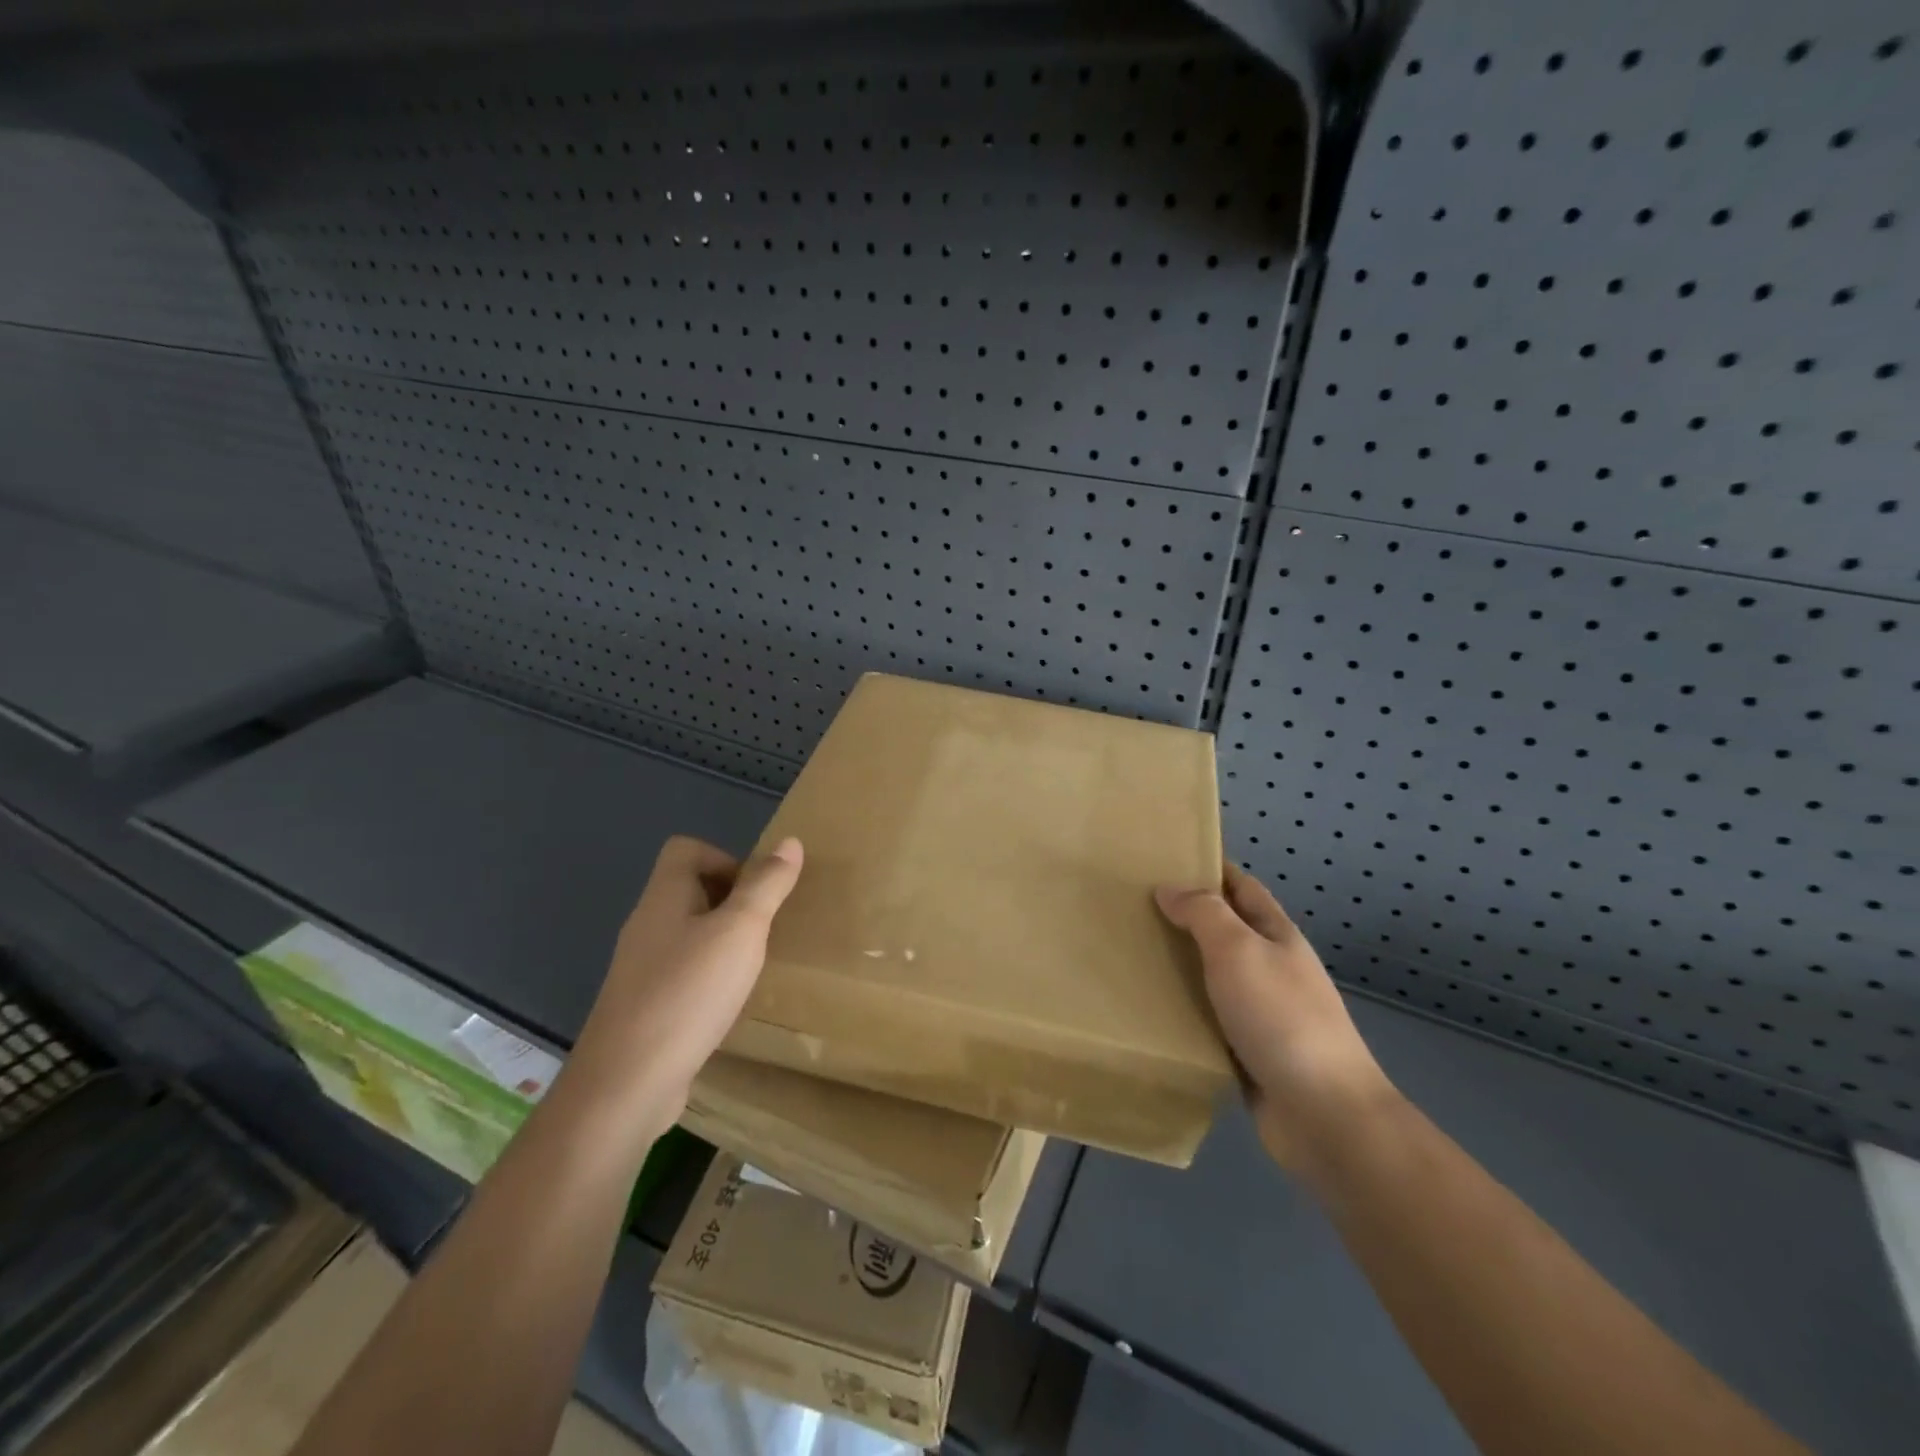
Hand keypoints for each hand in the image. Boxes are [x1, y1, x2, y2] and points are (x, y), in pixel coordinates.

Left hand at [567, 835, 803, 1135]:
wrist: (626, 1084)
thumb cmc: (688, 993)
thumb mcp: (740, 930)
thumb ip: (766, 885)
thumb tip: (790, 842)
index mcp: (663, 898)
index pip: (686, 850)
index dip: (724, 858)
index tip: (754, 894)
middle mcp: (647, 926)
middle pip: (689, 890)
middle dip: (732, 903)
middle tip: (762, 930)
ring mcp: (641, 969)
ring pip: (688, 934)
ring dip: (723, 942)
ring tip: (751, 967)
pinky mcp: (644, 1007)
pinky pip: (682, 974)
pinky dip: (709, 979)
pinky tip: (728, 1004)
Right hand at [1156, 865, 1395, 1170]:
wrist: (1323, 1114)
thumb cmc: (1281, 1017)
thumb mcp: (1239, 950)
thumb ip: (1204, 914)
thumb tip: (1169, 888)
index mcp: (1277, 936)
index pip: (1242, 887)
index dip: (1210, 868)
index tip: (1165, 858)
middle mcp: (1271, 968)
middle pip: (1224, 930)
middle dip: (1184, 916)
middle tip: (1131, 906)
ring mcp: (1260, 1012)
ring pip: (1211, 976)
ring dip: (1177, 964)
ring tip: (1128, 952)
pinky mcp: (1245, 1051)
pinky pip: (1206, 1018)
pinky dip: (1181, 1009)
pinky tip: (1147, 1007)